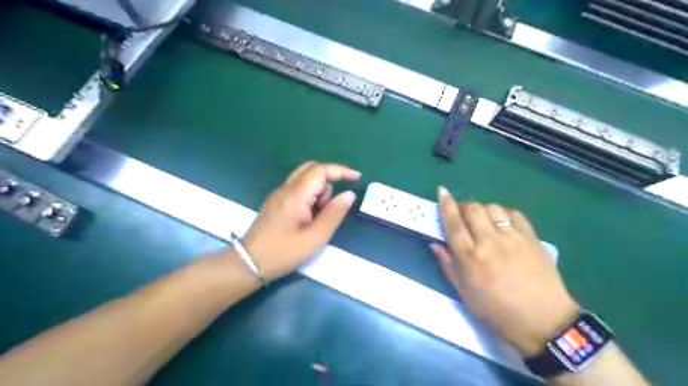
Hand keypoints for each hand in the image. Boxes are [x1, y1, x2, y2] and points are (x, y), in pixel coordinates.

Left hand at [240, 162, 359, 282]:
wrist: (249, 263)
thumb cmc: (283, 252)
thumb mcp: (315, 237)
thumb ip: (334, 214)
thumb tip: (349, 194)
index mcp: (295, 195)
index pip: (320, 170)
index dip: (340, 171)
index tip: (357, 178)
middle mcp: (286, 189)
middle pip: (311, 169)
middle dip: (329, 180)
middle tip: (336, 202)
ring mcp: (279, 194)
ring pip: (305, 179)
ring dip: (319, 191)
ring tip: (318, 218)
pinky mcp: (276, 202)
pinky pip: (298, 189)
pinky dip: (310, 197)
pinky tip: (308, 218)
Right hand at [431, 187, 575, 354]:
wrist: (544, 323)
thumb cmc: (497, 312)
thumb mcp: (464, 293)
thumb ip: (448, 265)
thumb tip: (435, 244)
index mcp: (470, 257)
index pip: (453, 223)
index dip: (445, 205)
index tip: (442, 192)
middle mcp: (490, 242)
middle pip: (472, 209)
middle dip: (463, 206)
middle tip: (462, 215)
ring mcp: (513, 238)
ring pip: (493, 208)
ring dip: (483, 210)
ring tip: (483, 221)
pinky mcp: (532, 238)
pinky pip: (514, 214)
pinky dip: (504, 214)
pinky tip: (502, 224)